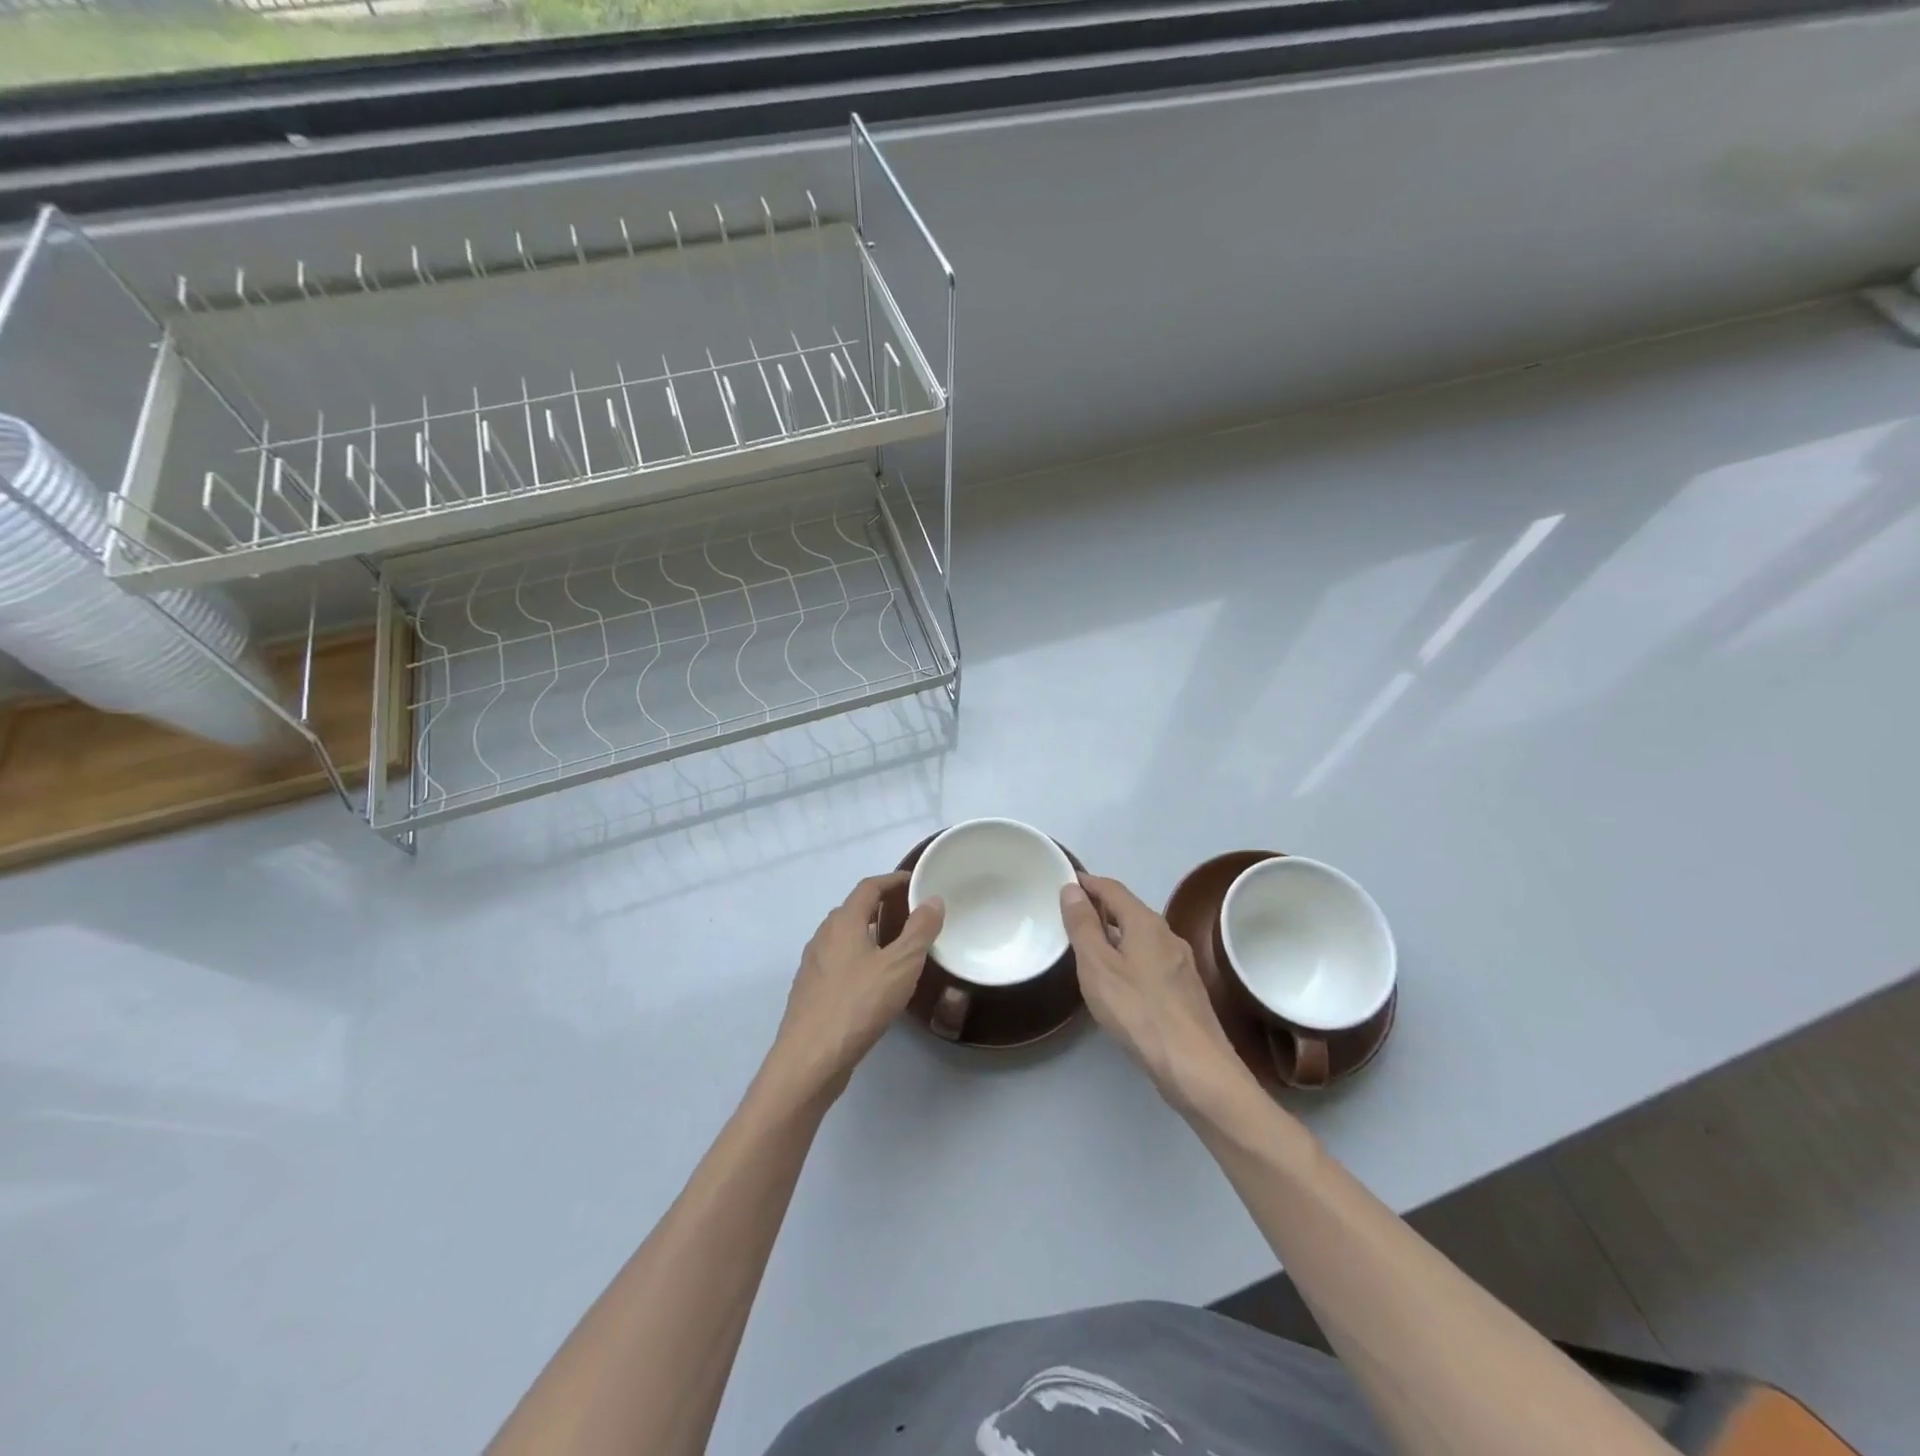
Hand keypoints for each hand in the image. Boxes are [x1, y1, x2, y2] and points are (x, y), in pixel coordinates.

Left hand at [765, 873, 943, 1102]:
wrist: (809, 1060)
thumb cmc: (858, 1005)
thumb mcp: (900, 966)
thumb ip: (919, 931)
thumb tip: (933, 900)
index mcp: (842, 923)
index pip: (868, 887)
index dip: (892, 880)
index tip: (915, 881)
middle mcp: (823, 937)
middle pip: (854, 910)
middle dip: (882, 907)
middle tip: (911, 914)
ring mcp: (813, 966)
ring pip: (845, 939)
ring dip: (870, 934)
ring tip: (898, 948)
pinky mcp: (810, 993)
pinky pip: (839, 963)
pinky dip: (860, 959)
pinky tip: (875, 982)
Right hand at [1060, 874, 1260, 1116]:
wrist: (1195, 1066)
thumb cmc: (1138, 1011)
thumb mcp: (1098, 966)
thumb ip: (1083, 926)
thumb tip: (1072, 888)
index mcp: (1145, 923)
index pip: (1112, 889)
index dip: (1088, 883)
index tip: (1064, 882)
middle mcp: (1167, 935)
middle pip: (1129, 910)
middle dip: (1100, 907)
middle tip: (1070, 915)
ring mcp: (1181, 963)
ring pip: (1141, 936)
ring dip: (1115, 933)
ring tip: (1088, 946)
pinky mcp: (1186, 989)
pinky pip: (1150, 958)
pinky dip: (1129, 956)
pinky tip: (1119, 979)